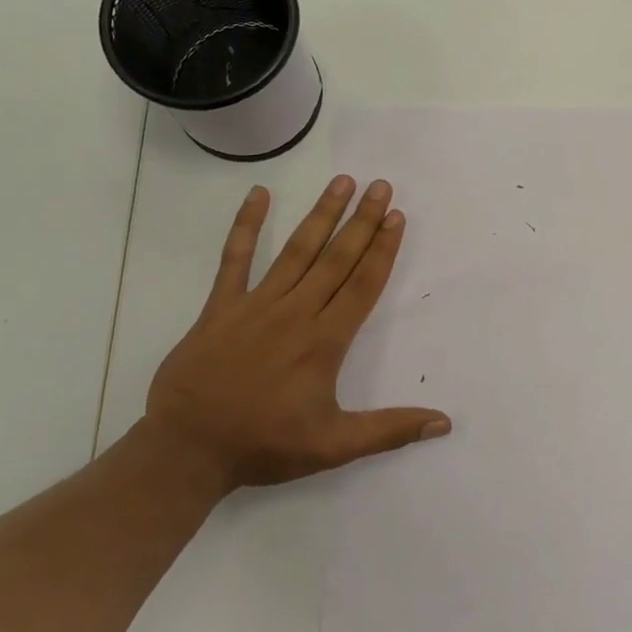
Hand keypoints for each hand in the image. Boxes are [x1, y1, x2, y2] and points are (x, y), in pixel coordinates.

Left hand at [142, 176, 451, 492]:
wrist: (187, 449)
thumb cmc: (264, 445)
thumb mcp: (334, 446)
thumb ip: (390, 430)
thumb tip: (444, 422)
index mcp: (324, 342)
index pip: (362, 285)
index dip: (382, 250)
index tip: (396, 217)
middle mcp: (295, 313)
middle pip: (336, 259)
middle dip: (361, 221)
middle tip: (380, 186)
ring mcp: (255, 305)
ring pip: (296, 251)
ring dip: (321, 215)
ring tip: (341, 182)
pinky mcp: (220, 307)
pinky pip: (235, 259)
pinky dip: (246, 226)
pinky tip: (258, 195)